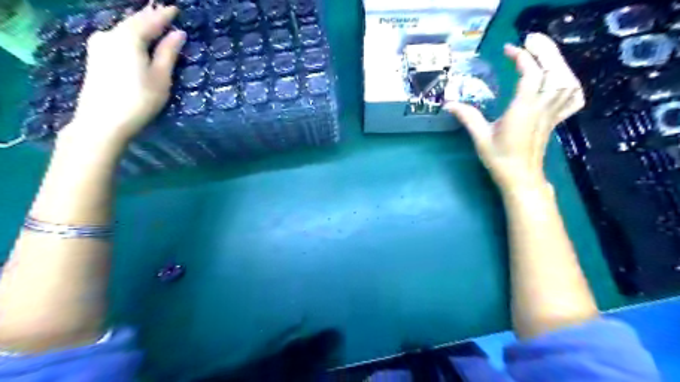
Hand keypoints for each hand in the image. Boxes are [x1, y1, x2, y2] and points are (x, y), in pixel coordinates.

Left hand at [57, 4, 184, 149]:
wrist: (102, 121)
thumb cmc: (139, 100)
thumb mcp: (161, 78)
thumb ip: (168, 53)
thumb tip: (178, 34)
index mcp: (128, 38)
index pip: (150, 20)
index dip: (164, 15)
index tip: (176, 9)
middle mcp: (109, 35)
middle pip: (133, 21)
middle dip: (150, 16)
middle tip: (164, 12)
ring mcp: (99, 44)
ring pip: (124, 29)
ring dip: (140, 25)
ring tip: (153, 23)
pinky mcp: (95, 56)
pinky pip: (117, 37)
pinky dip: (131, 34)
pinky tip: (137, 38)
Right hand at [447, 33, 583, 190]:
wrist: (521, 178)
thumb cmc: (500, 159)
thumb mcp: (480, 138)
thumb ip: (467, 117)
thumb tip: (449, 103)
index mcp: (523, 110)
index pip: (530, 74)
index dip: (521, 57)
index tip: (507, 50)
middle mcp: (542, 108)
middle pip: (554, 70)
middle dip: (544, 50)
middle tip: (529, 41)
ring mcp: (551, 113)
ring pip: (567, 80)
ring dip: (557, 62)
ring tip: (542, 54)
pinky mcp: (554, 120)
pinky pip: (572, 99)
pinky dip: (570, 84)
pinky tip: (560, 81)